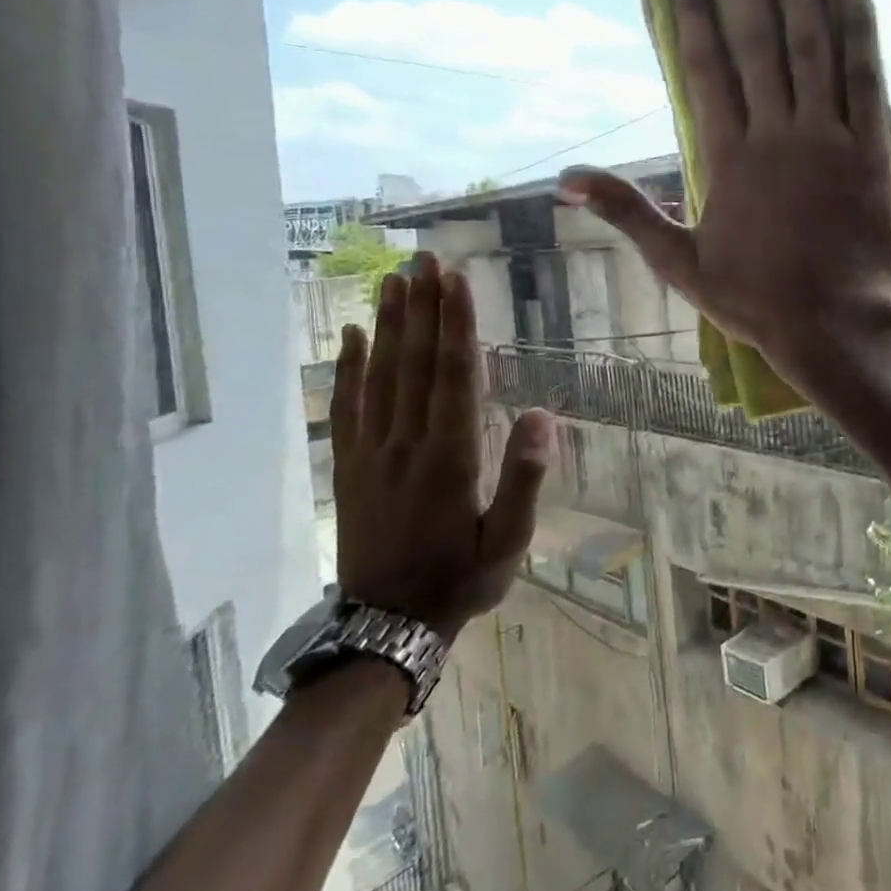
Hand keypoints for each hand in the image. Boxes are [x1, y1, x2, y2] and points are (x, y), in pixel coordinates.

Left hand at [331, 254, 550, 641]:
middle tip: (424, 261)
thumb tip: (544, 415)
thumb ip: (525, 479)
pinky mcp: (349, 467)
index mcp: (450, 458)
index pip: (453, 377)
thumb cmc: (460, 582)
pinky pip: (347, 407)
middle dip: (422, 309)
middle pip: (415, 364)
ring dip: (388, 325)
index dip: (455, 326)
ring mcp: (371, 454)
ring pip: (379, 377)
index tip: (454, 282)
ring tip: (393, 280)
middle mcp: (406, 445)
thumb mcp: (508, 542)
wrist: (385, 629)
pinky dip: (348, 368)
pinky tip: (353, 335)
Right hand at [560, 0, 890, 374]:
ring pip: (811, 46)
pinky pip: (864, 77)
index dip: (699, 13)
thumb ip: (628, 212)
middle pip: (758, 42)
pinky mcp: (871, 149)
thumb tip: (567, 178)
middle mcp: (775, 132)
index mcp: (726, 156)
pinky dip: (857, 29)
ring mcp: (828, 137)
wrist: (831, 323)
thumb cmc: (754, 299)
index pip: (707, 67)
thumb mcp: (679, 263)